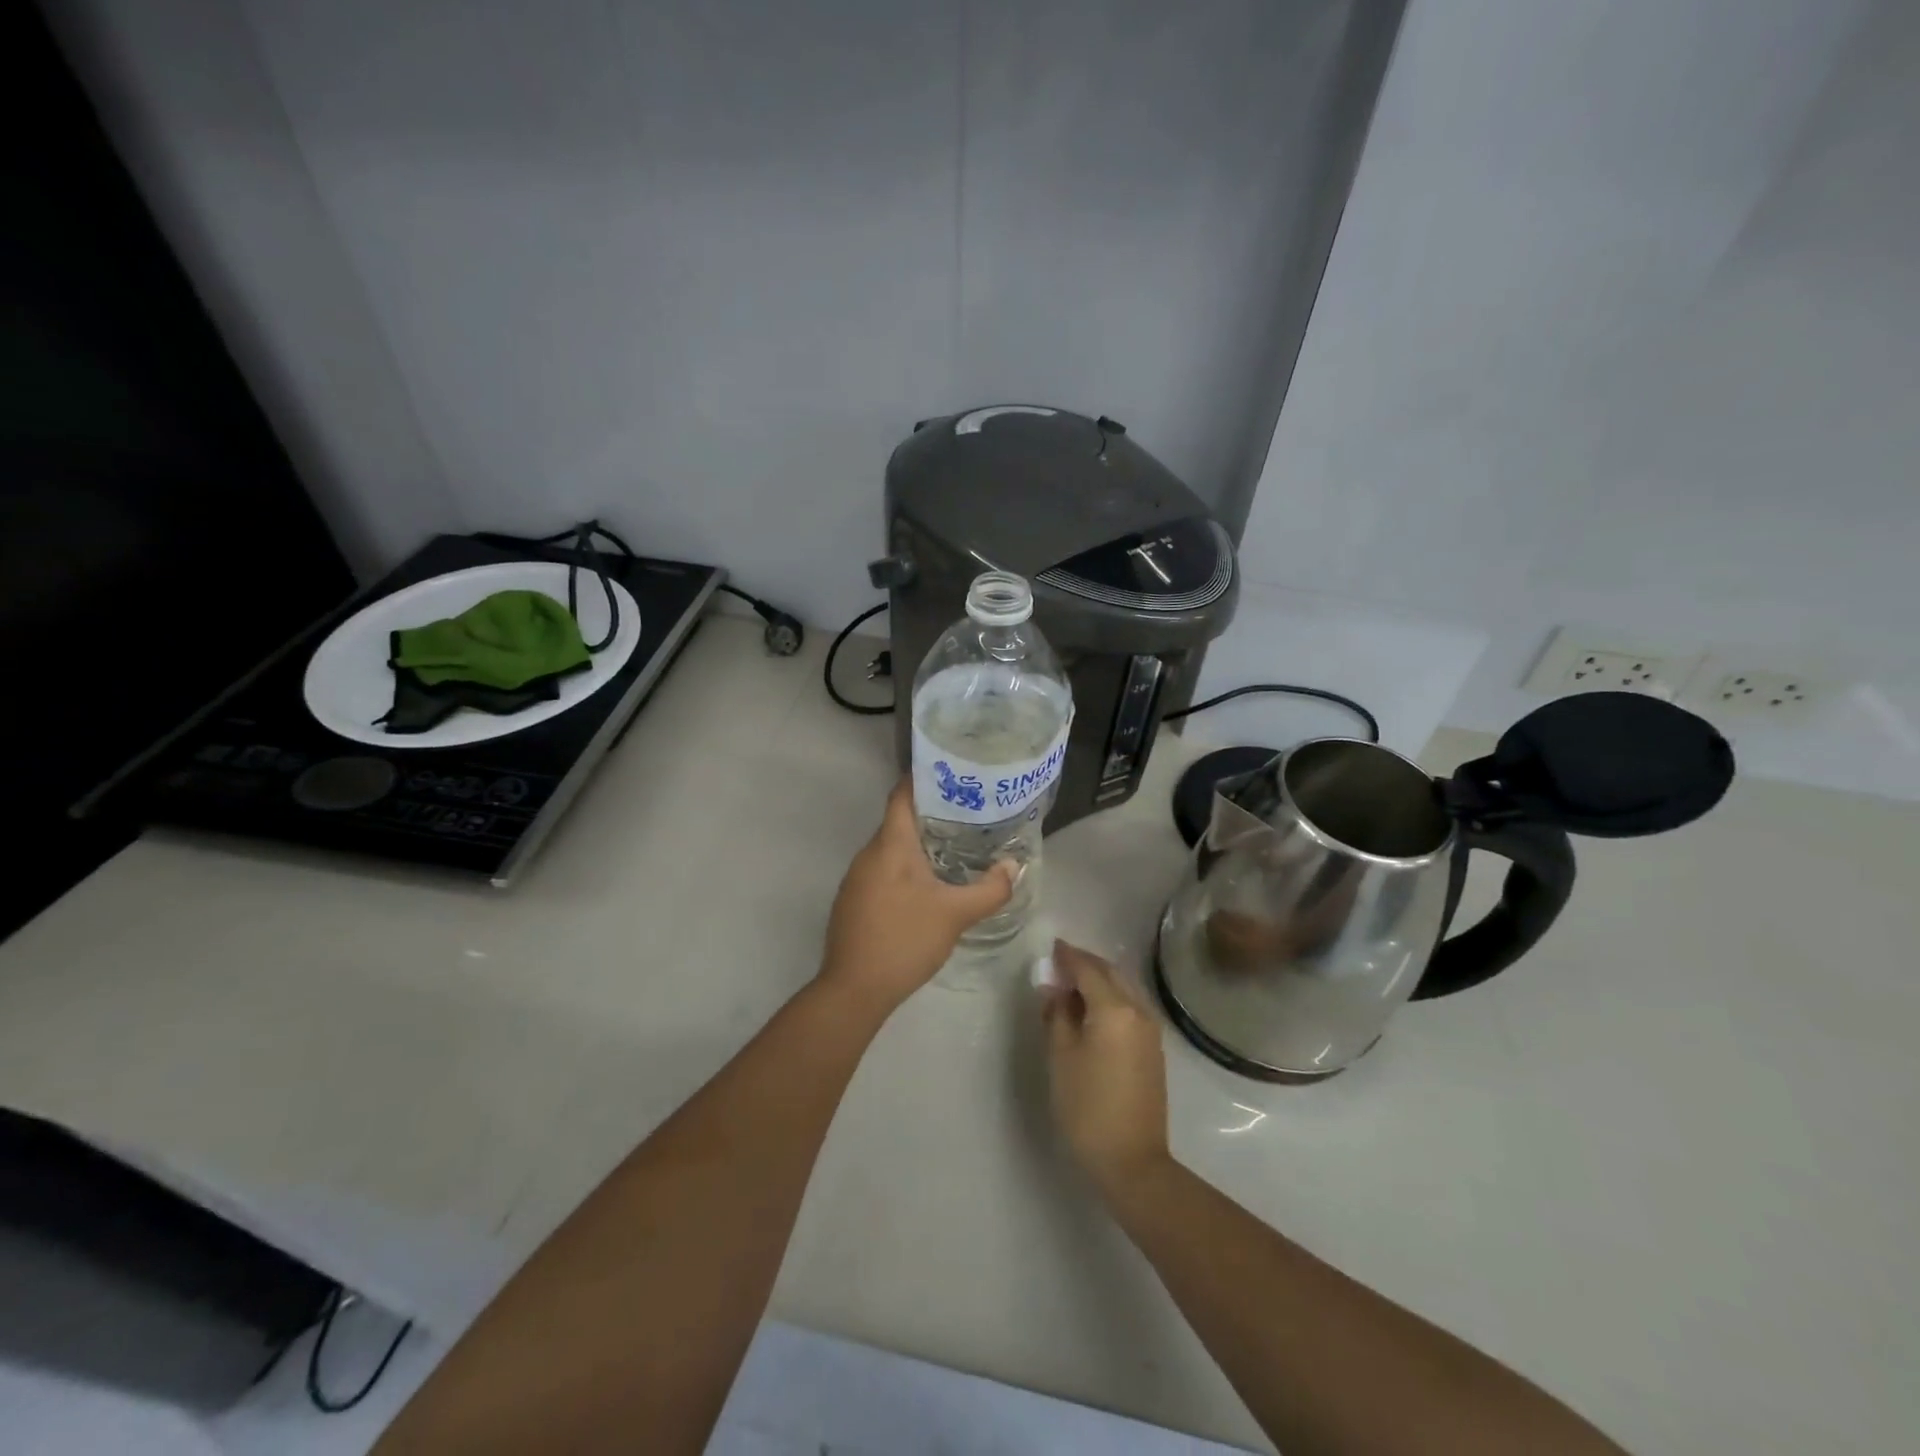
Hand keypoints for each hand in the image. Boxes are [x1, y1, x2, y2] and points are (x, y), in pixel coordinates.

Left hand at [818, 781, 1017, 1012]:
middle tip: (969, 815)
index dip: (924, 779)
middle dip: (932, 815)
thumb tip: (1013, 866)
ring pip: (891, 849)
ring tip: (955, 847)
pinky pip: (883, 871)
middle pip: (899, 821)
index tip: (954, 775)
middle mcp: (868, 854)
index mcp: (890, 845)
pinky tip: (927, 886)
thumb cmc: (905, 940)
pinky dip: (905, 869)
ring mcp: (856, 879)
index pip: (902, 795)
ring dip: (919, 845)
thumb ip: (990, 889)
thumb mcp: (955, 914)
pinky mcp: (853, 901)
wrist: (854, 990)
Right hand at [1042, 941, 1170, 1194]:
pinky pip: (1130, 1007)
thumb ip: (1057, 1015)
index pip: (1088, 969)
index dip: (1068, 956)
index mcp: (1114, 1009)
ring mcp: (1150, 1030)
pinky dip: (1110, 998)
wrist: (1132, 1161)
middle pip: (1111, 973)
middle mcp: (1138, 1010)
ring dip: (1100, 980)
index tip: (1051, 947)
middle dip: (1086, 964)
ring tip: (1072, 986)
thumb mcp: (1061, 1057)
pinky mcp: (1153, 1049)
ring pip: (1124, 989)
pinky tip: (1092, 1010)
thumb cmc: (1087, 1107)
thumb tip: (1054, 989)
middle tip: (1059, 963)